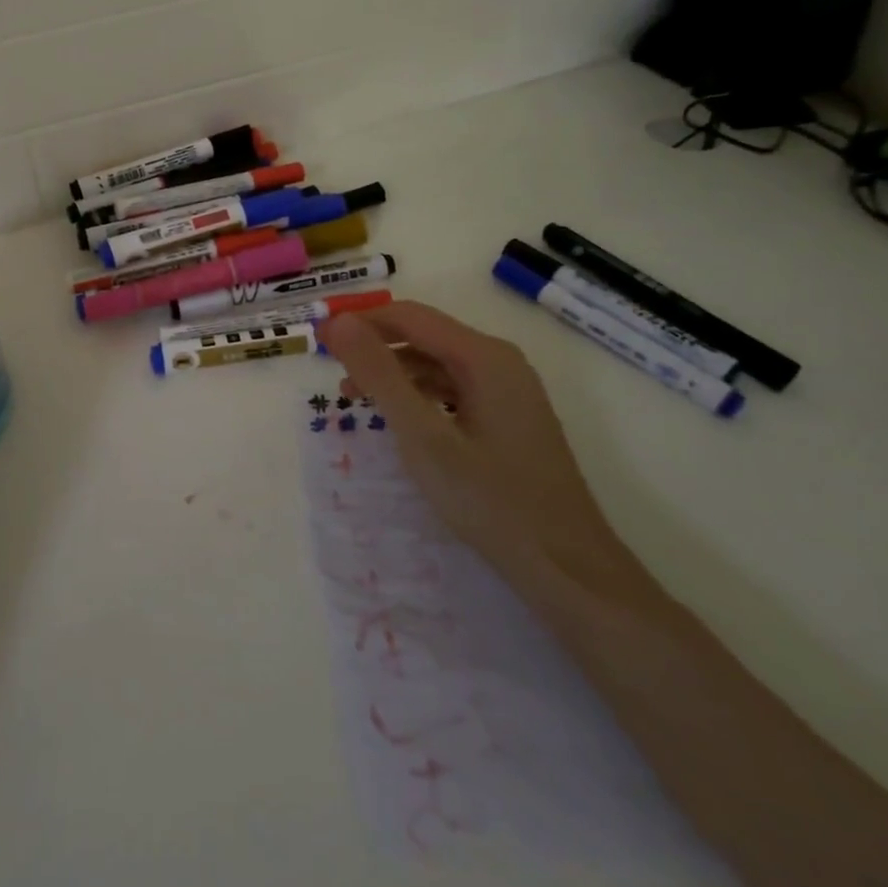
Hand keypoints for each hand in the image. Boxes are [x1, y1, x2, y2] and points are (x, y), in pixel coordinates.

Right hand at [318, 302, 625, 585]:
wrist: (568, 570)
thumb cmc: (490, 501)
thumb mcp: (423, 435)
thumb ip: (379, 374)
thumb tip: (338, 322)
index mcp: (484, 356)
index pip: (409, 316)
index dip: (360, 322)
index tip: (319, 339)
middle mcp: (500, 362)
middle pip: (424, 335)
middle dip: (375, 346)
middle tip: (331, 369)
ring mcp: (509, 390)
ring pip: (438, 363)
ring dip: (393, 371)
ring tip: (354, 396)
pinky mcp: (510, 418)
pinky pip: (454, 388)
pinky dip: (419, 394)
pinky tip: (399, 417)